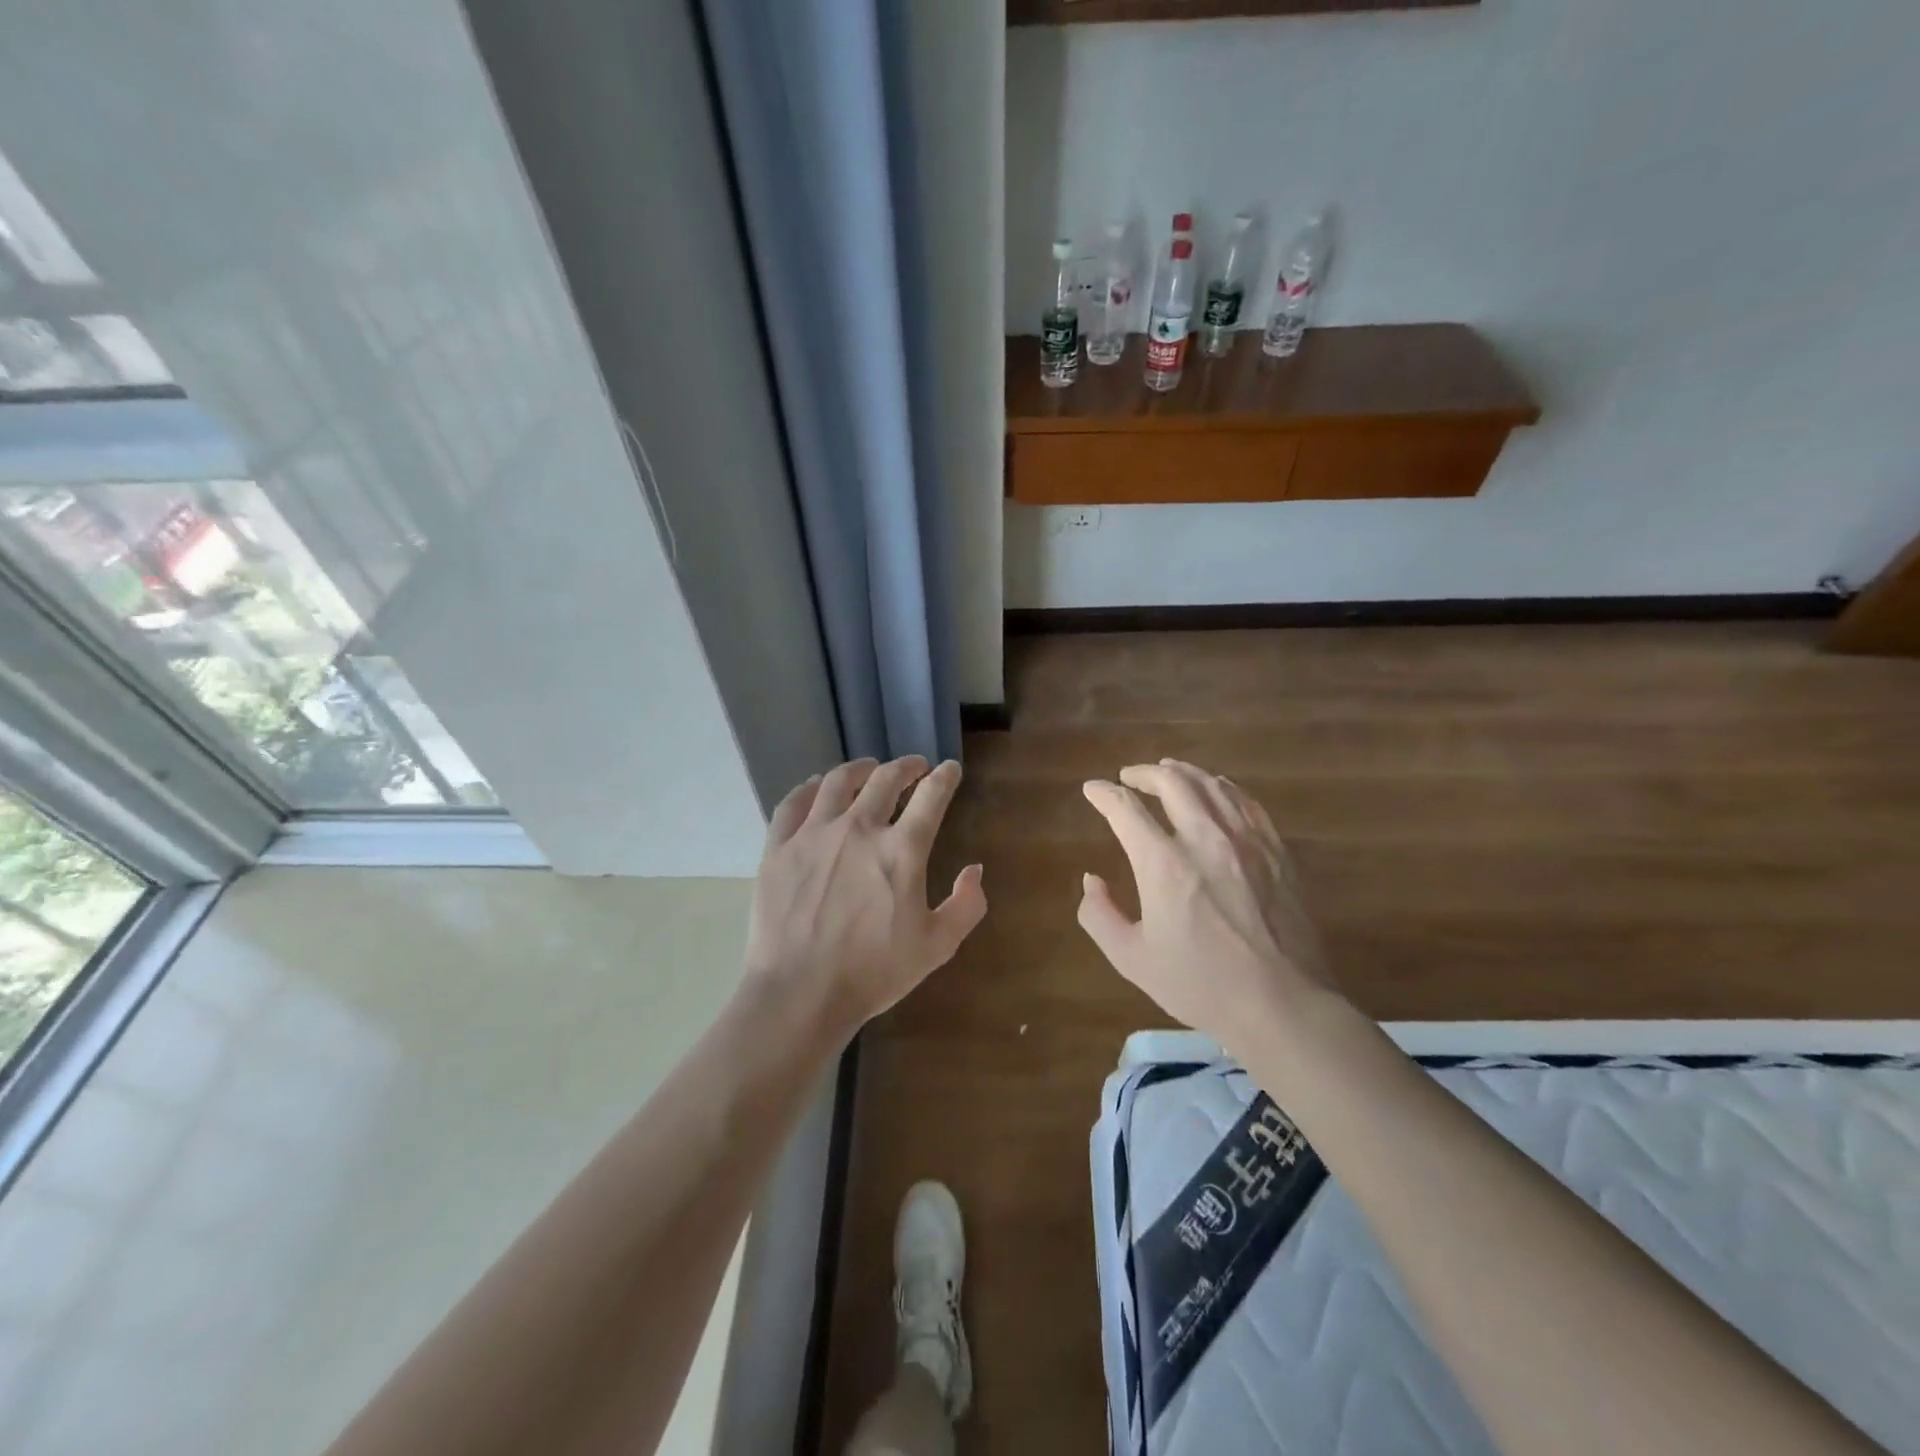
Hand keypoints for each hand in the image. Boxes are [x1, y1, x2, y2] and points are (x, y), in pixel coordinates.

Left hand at [746, 757, 986, 1039]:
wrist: (800, 993)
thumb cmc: (873, 973)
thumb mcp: (937, 946)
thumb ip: (966, 905)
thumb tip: (974, 870)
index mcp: (901, 850)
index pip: (931, 796)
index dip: (944, 777)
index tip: (949, 769)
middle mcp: (859, 828)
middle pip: (885, 779)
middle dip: (905, 766)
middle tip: (914, 766)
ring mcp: (814, 834)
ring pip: (838, 782)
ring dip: (860, 769)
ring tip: (868, 768)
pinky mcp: (779, 847)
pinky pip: (793, 803)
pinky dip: (809, 788)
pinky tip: (816, 787)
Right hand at [1078, 759, 1334, 1053]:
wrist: (1282, 1004)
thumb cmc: (1201, 985)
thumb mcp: (1132, 959)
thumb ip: (1099, 916)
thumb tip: (1092, 880)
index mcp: (1162, 863)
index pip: (1125, 808)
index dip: (1103, 794)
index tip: (1092, 789)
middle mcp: (1203, 838)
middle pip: (1171, 782)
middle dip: (1144, 773)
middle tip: (1130, 777)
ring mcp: (1245, 841)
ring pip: (1211, 784)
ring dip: (1183, 772)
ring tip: (1169, 771)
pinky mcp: (1276, 851)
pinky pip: (1246, 802)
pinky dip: (1223, 788)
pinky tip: (1216, 791)